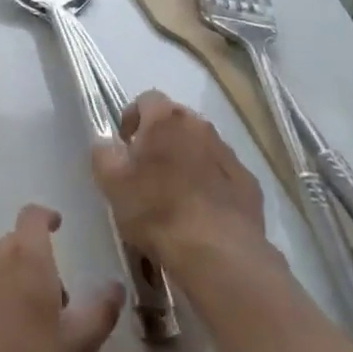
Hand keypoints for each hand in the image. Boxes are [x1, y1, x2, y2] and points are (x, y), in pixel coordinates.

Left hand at [0, 205, 122, 351]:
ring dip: (13, 284)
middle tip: (54, 299)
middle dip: (36, 260)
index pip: (33, 216)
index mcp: (27, 256)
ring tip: (28, 328)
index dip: (46, 217)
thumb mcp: (77, 345)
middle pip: (16, 244)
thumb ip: (100, 312)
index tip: (57, 225)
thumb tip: (115, 286)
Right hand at [92, 91, 267, 273]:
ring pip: (202, 147)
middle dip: (161, 139)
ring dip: (187, 160)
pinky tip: (202, 214)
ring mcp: (228, 154)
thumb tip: (107, 144)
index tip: (125, 145)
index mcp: (166, 119)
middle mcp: (200, 126)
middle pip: (176, 121)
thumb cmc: (157, 210)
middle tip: (147, 171)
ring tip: (175, 196)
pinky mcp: (249, 183)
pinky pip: (223, 175)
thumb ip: (103, 154)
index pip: (147, 99)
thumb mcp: (112, 183)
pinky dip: (211, 185)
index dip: (133, 118)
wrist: (217, 252)